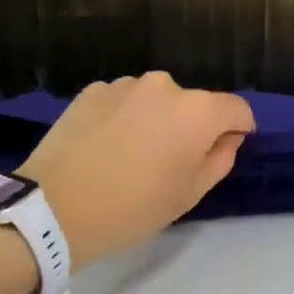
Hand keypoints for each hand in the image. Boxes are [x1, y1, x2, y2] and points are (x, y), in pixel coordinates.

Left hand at [16, 73, 253, 269]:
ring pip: (156, 100)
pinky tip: (104, 146)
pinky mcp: (92, 90)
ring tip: (131, 154)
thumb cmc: (133, 207)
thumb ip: (220, 159)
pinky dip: (123, 117)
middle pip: (194, 103)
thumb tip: (226, 138)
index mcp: (198, 111)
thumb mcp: (189, 194)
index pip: (237, 109)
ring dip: (155, 119)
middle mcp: (165, 86)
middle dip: (191, 126)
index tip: (225, 149)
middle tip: (170, 161)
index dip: (238, 129)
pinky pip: (123, 101)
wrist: (54, 208)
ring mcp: (125, 84)